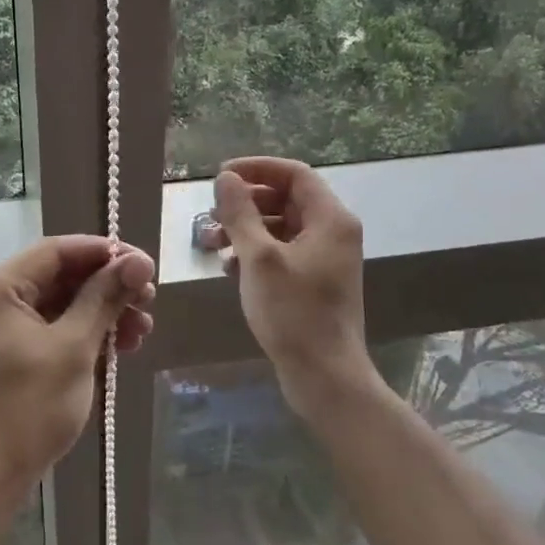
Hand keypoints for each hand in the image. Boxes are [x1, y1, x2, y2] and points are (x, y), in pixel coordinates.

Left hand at [0, 236, 155, 502]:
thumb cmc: (28, 408)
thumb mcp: (74, 348)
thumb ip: (104, 298)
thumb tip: (137, 260)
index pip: (58, 250)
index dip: (105, 253)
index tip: (146, 265)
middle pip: (60, 276)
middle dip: (107, 286)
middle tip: (149, 300)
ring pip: (60, 304)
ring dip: (102, 312)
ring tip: (143, 329)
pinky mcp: (7, 353)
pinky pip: (51, 329)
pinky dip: (84, 333)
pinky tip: (120, 346)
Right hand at [205, 157, 376, 425]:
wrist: (324, 375)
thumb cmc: (293, 312)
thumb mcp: (259, 258)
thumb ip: (240, 213)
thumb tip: (225, 178)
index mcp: (330, 219)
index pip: (294, 173)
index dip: (256, 169)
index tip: (220, 177)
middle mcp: (333, 232)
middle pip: (286, 199)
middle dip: (245, 203)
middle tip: (211, 215)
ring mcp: (325, 258)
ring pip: (280, 227)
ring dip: (245, 229)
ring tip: (212, 243)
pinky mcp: (315, 281)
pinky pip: (282, 251)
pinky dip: (255, 252)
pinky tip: (229, 268)